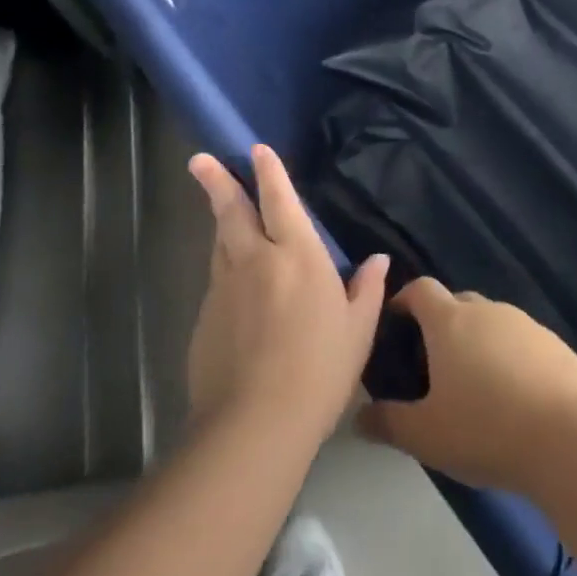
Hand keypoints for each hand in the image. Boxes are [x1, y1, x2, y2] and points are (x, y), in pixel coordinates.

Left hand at [186, 145, 388, 446]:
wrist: (253, 426)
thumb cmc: (319, 371)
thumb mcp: (357, 330)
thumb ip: (367, 289)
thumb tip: (378, 259)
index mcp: (298, 256)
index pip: (280, 201)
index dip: (269, 173)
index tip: (256, 149)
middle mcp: (256, 261)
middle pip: (232, 212)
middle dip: (217, 182)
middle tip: (199, 160)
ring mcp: (225, 290)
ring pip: (220, 243)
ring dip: (220, 221)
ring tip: (219, 207)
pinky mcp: (204, 320)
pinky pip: (217, 281)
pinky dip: (224, 269)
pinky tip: (234, 286)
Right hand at [356, 279, 576, 495]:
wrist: (567, 437)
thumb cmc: (485, 429)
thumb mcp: (426, 435)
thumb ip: (388, 422)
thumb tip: (358, 416)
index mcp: (450, 322)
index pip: (421, 289)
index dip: (405, 299)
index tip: (395, 320)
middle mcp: (487, 310)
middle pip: (457, 303)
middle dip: (441, 324)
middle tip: (432, 365)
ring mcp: (525, 323)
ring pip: (491, 322)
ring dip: (478, 342)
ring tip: (473, 385)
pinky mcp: (554, 343)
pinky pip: (521, 341)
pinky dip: (510, 358)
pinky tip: (513, 397)